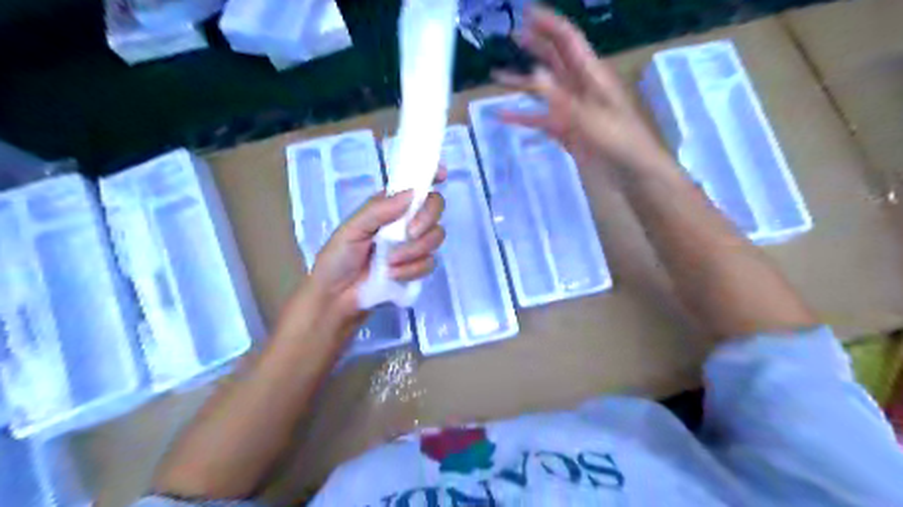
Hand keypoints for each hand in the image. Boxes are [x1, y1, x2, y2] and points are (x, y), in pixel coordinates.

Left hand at [306, 168, 446, 321]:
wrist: (337, 297)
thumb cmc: (338, 258)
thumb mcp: (352, 229)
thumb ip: (379, 210)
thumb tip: (412, 193)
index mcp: (389, 207)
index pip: (414, 186)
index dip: (431, 176)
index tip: (441, 175)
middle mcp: (406, 222)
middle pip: (435, 207)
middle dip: (427, 218)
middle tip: (411, 232)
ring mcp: (414, 245)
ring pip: (436, 236)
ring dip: (415, 250)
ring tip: (391, 262)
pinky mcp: (417, 268)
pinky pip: (430, 263)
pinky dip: (412, 269)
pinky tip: (394, 275)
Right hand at [492, 4, 673, 176]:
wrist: (630, 173)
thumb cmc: (619, 141)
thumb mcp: (589, 117)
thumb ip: (560, 97)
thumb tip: (534, 72)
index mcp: (591, 76)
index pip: (568, 41)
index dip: (548, 24)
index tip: (526, 13)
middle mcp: (579, 88)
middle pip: (554, 60)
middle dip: (535, 45)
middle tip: (513, 34)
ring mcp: (571, 111)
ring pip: (543, 91)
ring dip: (522, 82)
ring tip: (498, 75)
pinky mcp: (565, 131)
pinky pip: (540, 120)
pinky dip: (522, 118)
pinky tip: (503, 116)